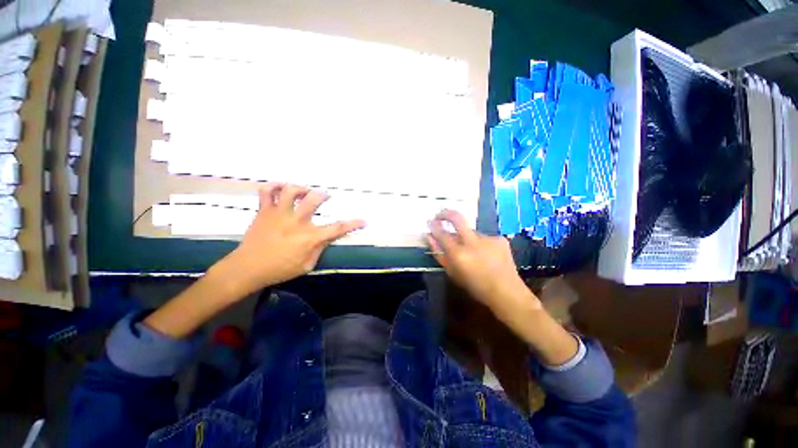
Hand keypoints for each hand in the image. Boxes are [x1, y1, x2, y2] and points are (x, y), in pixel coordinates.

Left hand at [220, 183, 364, 294]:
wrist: (248, 268)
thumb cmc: (280, 269)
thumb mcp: (307, 265)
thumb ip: (319, 249)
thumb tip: (326, 238)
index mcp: (309, 237)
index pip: (337, 228)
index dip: (353, 224)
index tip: (363, 221)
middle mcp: (297, 221)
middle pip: (314, 199)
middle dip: (324, 195)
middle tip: (325, 196)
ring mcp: (279, 213)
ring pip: (292, 190)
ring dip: (302, 188)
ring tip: (305, 191)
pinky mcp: (264, 211)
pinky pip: (268, 191)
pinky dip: (275, 186)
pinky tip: (282, 188)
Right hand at [427, 210, 537, 311]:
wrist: (506, 292)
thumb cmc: (475, 286)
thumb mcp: (453, 272)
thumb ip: (439, 253)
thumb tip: (430, 237)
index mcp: (459, 254)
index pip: (442, 233)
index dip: (434, 226)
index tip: (430, 222)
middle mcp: (473, 242)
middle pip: (457, 218)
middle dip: (446, 213)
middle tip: (440, 215)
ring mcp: (488, 238)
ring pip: (471, 231)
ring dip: (466, 237)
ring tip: (472, 252)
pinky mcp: (499, 239)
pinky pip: (483, 237)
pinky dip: (480, 243)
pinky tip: (486, 255)